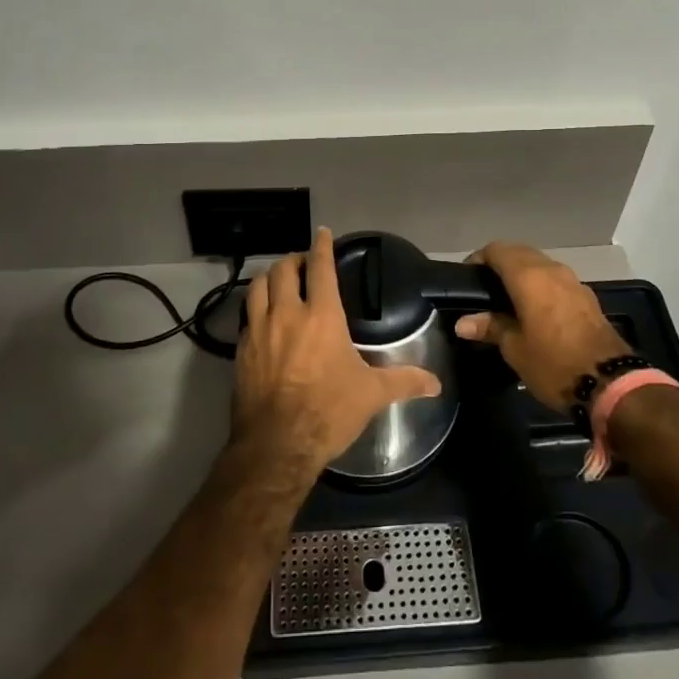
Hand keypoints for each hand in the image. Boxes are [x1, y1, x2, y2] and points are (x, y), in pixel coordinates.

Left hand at [233, 227, 442, 478]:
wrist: (277, 445)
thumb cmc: (328, 412)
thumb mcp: (371, 395)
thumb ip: (404, 382)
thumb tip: (437, 384)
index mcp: (322, 316)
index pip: (321, 268)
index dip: (322, 246)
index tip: (323, 233)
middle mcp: (287, 314)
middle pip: (284, 270)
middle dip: (294, 259)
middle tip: (302, 262)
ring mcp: (259, 330)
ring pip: (257, 286)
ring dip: (270, 277)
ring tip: (279, 281)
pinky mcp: (241, 350)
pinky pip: (246, 315)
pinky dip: (255, 306)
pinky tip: (262, 317)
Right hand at [454, 242, 627, 409]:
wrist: (611, 384)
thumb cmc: (554, 363)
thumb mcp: (515, 349)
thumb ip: (490, 327)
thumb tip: (463, 323)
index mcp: (529, 276)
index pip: (497, 250)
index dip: (478, 259)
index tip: (466, 279)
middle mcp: (552, 270)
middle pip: (520, 253)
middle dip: (500, 264)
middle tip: (483, 289)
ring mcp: (573, 282)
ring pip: (540, 265)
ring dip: (522, 274)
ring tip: (506, 300)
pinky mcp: (587, 297)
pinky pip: (555, 280)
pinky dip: (540, 286)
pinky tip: (533, 310)